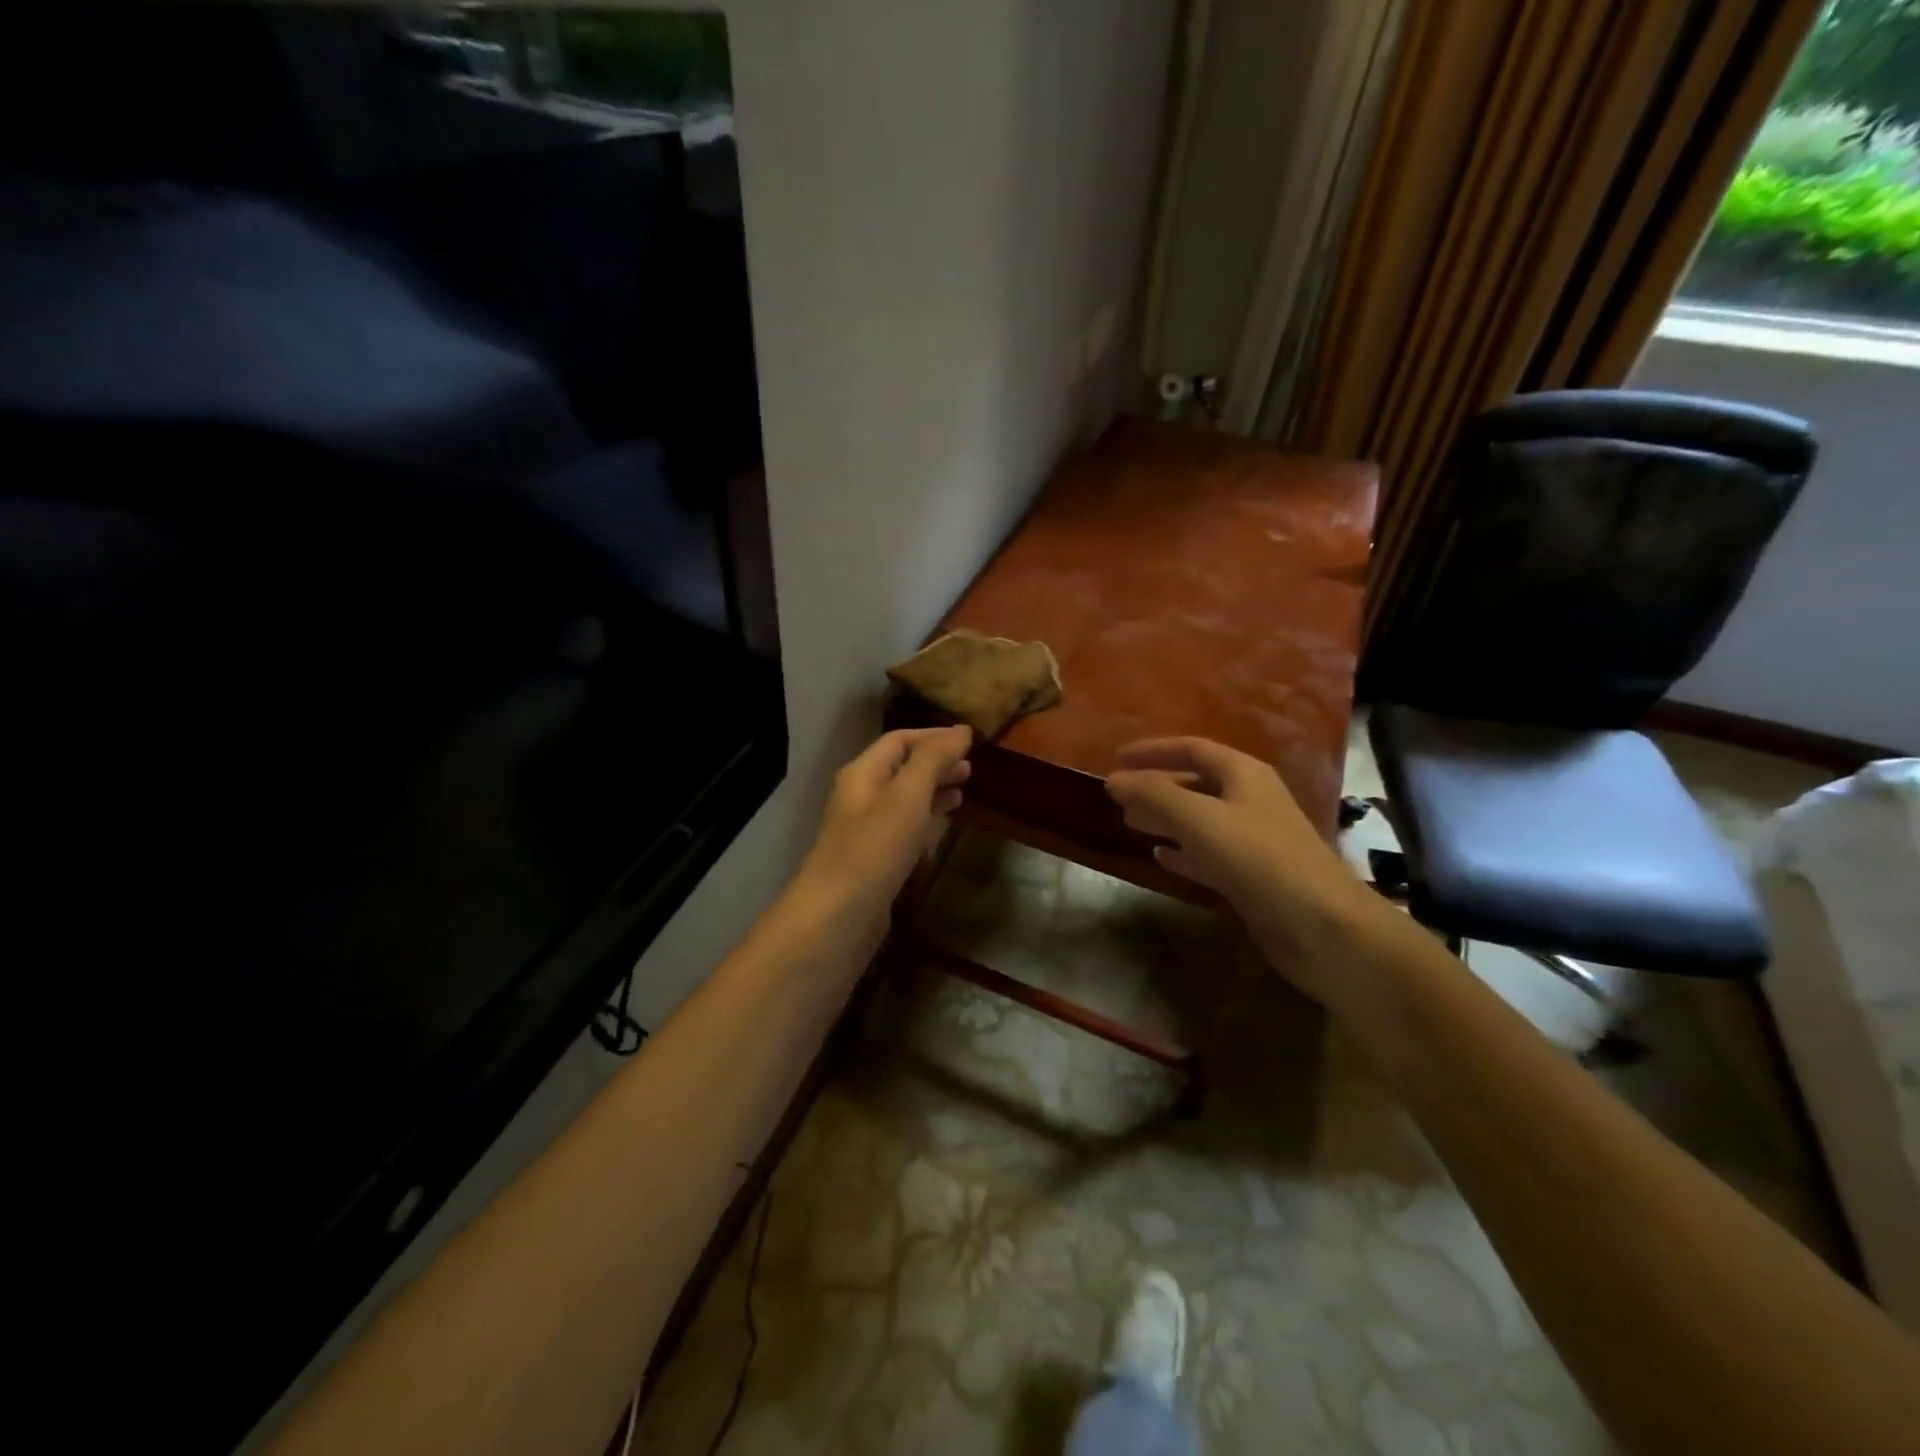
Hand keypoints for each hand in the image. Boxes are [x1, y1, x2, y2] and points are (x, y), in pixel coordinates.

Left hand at [798, 726, 971, 918]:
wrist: (838, 917)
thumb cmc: (874, 850)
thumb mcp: (907, 796)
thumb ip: (933, 760)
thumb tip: (961, 730)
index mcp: (863, 773)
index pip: (900, 740)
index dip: (935, 736)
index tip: (970, 739)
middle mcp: (861, 795)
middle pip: (901, 767)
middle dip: (936, 762)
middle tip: (972, 768)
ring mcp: (866, 829)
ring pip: (904, 797)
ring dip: (933, 789)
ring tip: (965, 791)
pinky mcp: (874, 858)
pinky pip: (904, 826)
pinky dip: (926, 817)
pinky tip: (943, 825)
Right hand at [1105, 737, 1369, 994]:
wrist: (1321, 926)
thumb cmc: (1258, 859)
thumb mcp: (1199, 819)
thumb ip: (1153, 795)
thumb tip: (1114, 780)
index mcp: (1244, 774)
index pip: (1192, 749)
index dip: (1154, 751)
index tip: (1117, 758)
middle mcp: (1250, 800)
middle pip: (1196, 783)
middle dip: (1156, 787)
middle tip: (1119, 796)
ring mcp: (1253, 840)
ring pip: (1199, 820)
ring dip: (1165, 819)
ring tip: (1130, 822)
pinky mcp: (1252, 877)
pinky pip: (1208, 854)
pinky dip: (1182, 852)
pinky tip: (1159, 857)